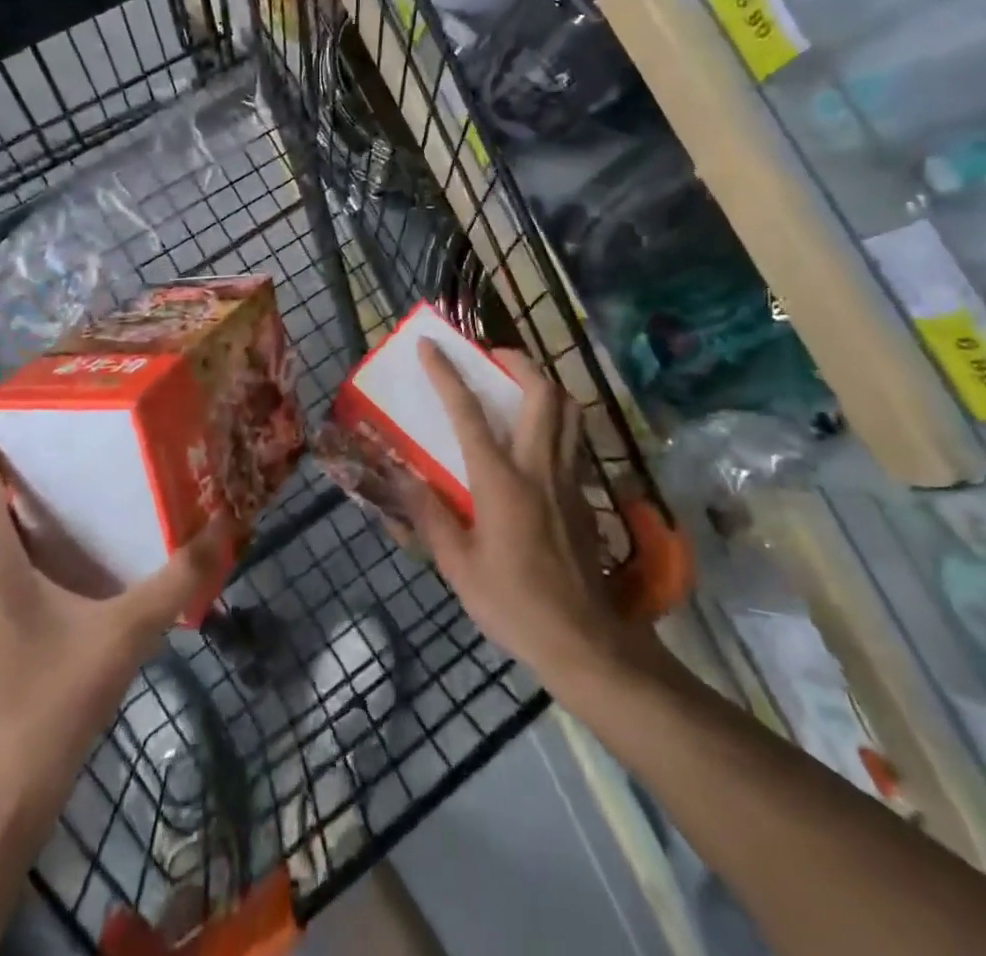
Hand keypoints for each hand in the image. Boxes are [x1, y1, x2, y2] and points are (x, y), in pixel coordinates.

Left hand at [0, 425, 229, 828]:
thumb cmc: (42, 708)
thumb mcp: (121, 637)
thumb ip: (175, 581)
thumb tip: (225, 526)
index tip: (37, 384)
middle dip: (33, 442)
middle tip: (93, 411)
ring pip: (5, 519)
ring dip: (43, 486)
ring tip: (102, 456)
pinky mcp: (2, 620)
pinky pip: (21, 552)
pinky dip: (51, 527)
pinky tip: (100, 532)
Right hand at [400, 343, 659, 690]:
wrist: (583, 641)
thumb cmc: (513, 604)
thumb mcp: (458, 566)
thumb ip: (429, 515)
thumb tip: (400, 477)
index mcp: (501, 481)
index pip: (469, 412)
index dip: (447, 373)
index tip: (431, 345)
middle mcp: (540, 467)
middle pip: (543, 392)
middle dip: (518, 361)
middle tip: (491, 359)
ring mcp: (569, 479)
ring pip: (570, 410)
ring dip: (544, 386)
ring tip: (517, 388)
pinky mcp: (585, 496)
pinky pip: (574, 441)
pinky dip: (557, 421)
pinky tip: (536, 441)